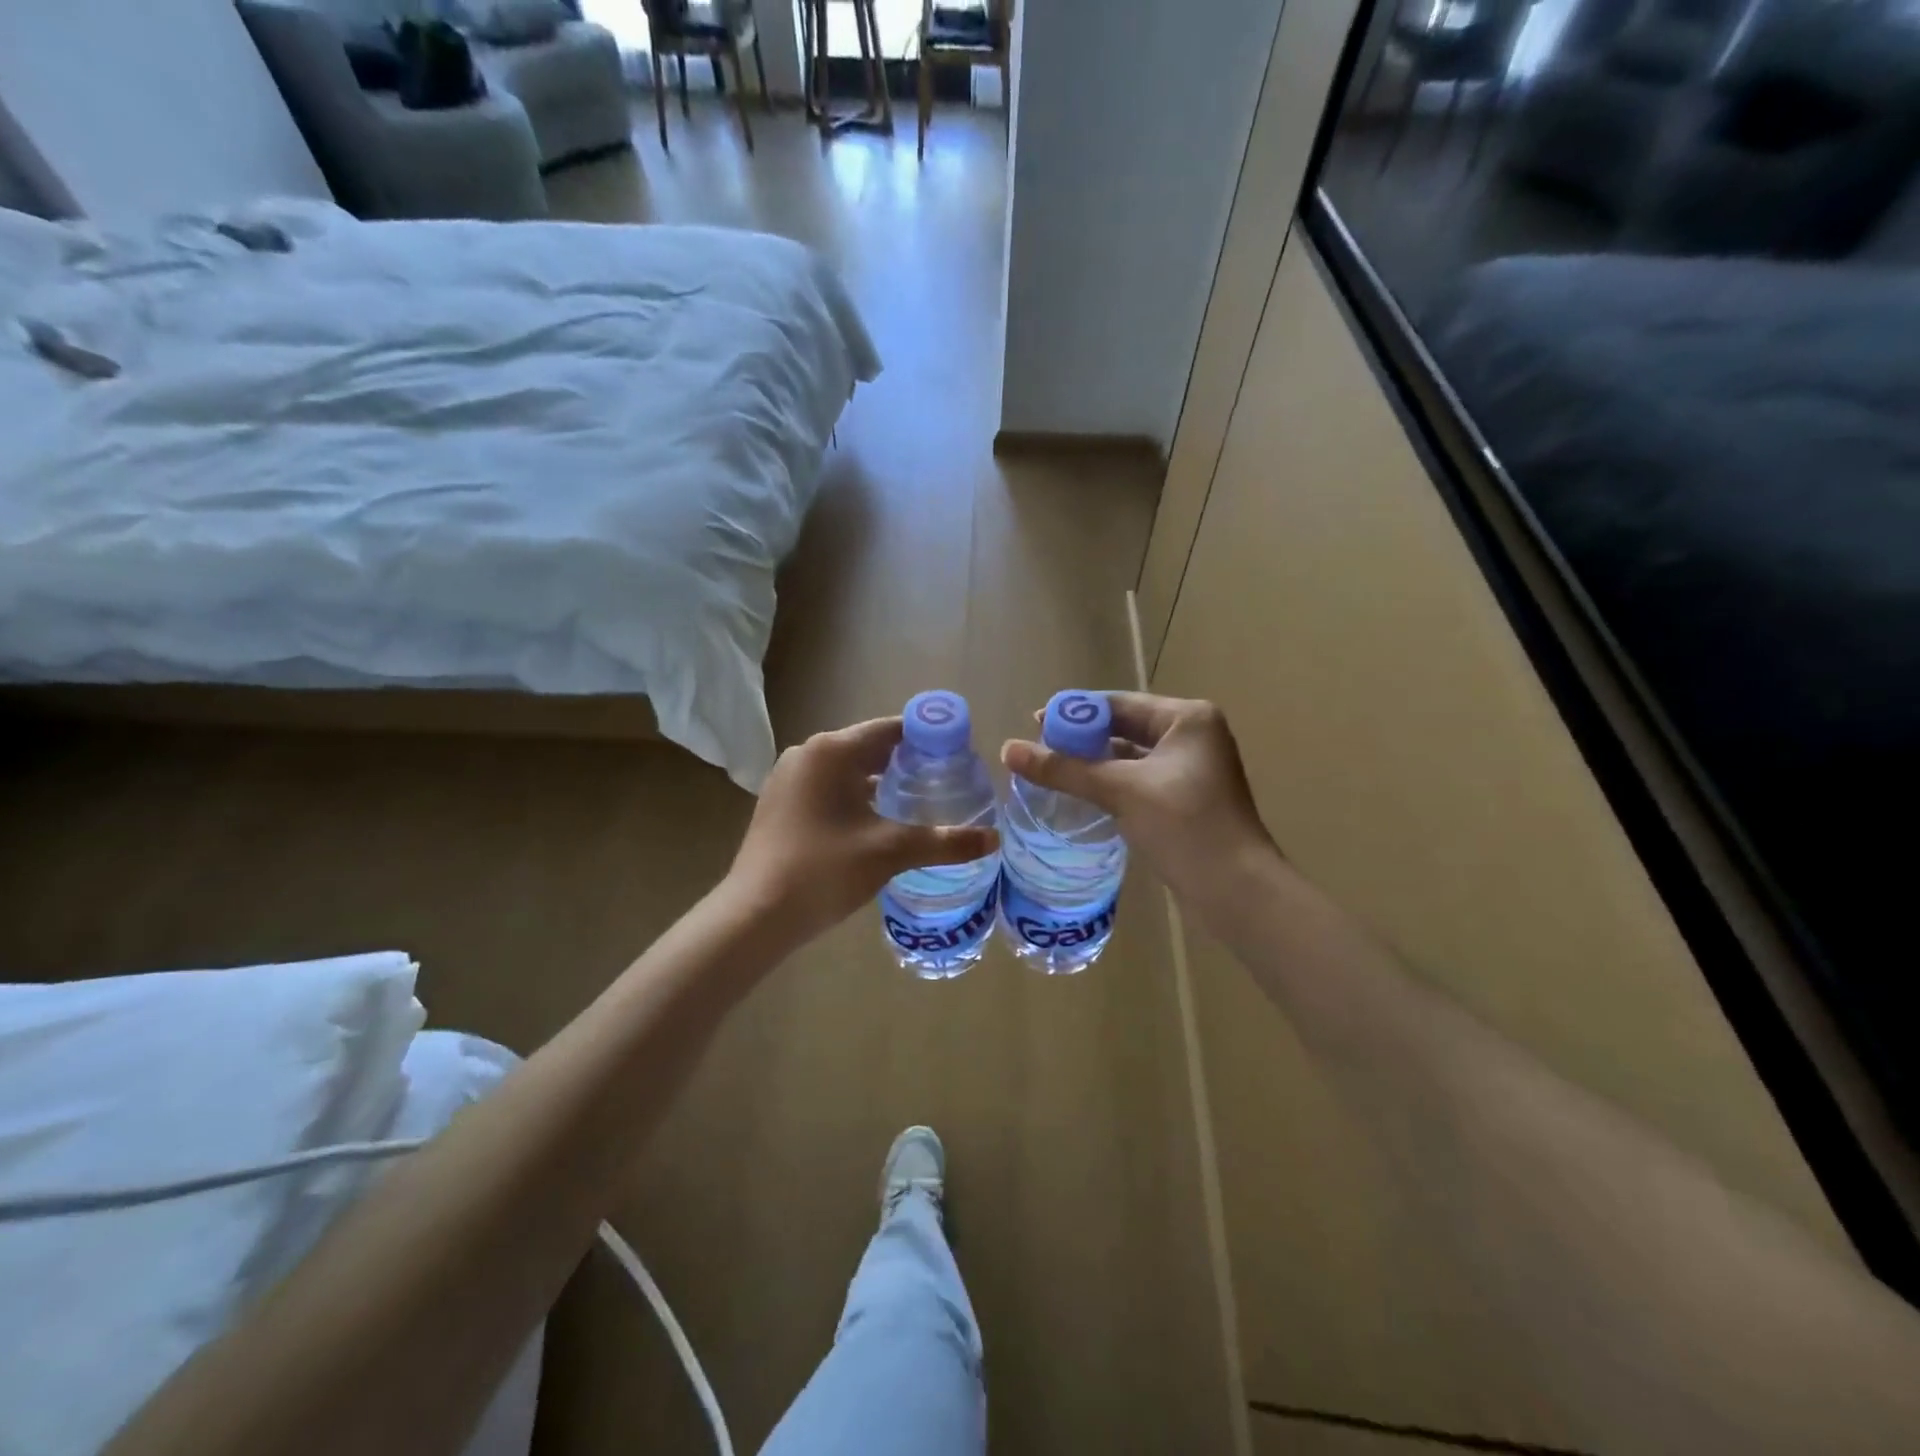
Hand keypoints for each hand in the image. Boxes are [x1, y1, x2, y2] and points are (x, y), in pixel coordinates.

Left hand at [728, 718, 1000, 948]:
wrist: (755, 915)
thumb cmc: (824, 870)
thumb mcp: (890, 852)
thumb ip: (945, 841)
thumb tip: (994, 839)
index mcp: (832, 750)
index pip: (892, 729)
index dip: (929, 739)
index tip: (960, 757)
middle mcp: (807, 754)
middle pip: (870, 747)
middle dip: (909, 763)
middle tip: (948, 784)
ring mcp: (789, 778)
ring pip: (849, 770)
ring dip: (883, 783)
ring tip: (921, 804)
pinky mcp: (781, 803)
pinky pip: (830, 788)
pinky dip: (857, 797)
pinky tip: (879, 823)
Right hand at [1001, 693, 1277, 924]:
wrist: (1235, 891)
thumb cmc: (1184, 826)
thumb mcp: (1120, 790)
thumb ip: (1064, 769)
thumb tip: (1007, 749)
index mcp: (1187, 718)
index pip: (1119, 704)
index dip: (1075, 713)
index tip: (1034, 721)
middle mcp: (1193, 737)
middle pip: (1124, 728)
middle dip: (1082, 739)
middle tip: (1037, 748)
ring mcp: (1191, 770)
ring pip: (1130, 757)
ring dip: (1094, 763)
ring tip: (1051, 770)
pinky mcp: (1185, 800)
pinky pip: (1138, 781)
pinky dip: (1110, 784)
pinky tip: (1081, 794)